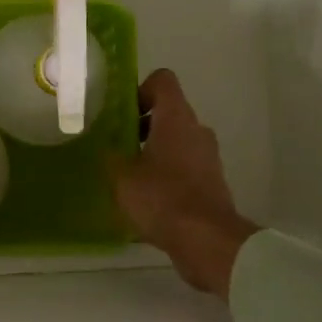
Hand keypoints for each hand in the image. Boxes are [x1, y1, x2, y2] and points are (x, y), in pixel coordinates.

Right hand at [110, 70, 258, 298]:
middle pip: (169, 113)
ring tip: (131, 177)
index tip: (123, 114)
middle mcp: (197, 130)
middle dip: (143, 126)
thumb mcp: (122, 177)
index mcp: (176, 118)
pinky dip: (168, 175)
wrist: (207, 240)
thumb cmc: (162, 198)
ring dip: (155, 152)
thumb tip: (108, 149)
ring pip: (178, 141)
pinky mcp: (213, 182)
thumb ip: (112, 156)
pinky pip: (186, 167)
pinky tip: (149, 200)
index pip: (163, 80)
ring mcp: (209, 157)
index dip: (140, 89)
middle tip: (119, 147)